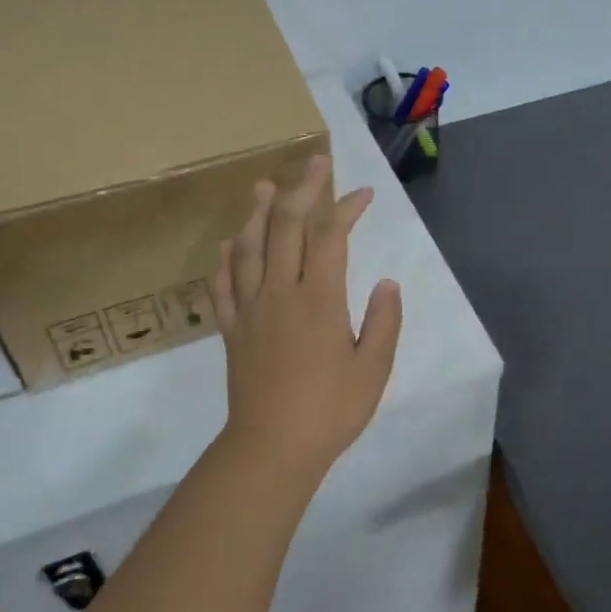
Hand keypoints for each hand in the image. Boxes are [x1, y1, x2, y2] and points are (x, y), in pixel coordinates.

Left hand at [212, 155, 402, 486]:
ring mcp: (250, 309)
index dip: (346, 207)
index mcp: (318, 299)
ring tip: (264, 187)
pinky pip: (223, 286)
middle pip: (287, 227)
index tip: (364, 193)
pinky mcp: (232, 330)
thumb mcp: (373, 370)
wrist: (271, 449)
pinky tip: (227, 246)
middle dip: (303, 189)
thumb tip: (387, 282)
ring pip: (249, 248)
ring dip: (258, 213)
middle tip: (314, 162)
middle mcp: (280, 292)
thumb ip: (384, 322)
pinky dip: (225, 260)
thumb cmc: (330, 411)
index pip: (330, 236)